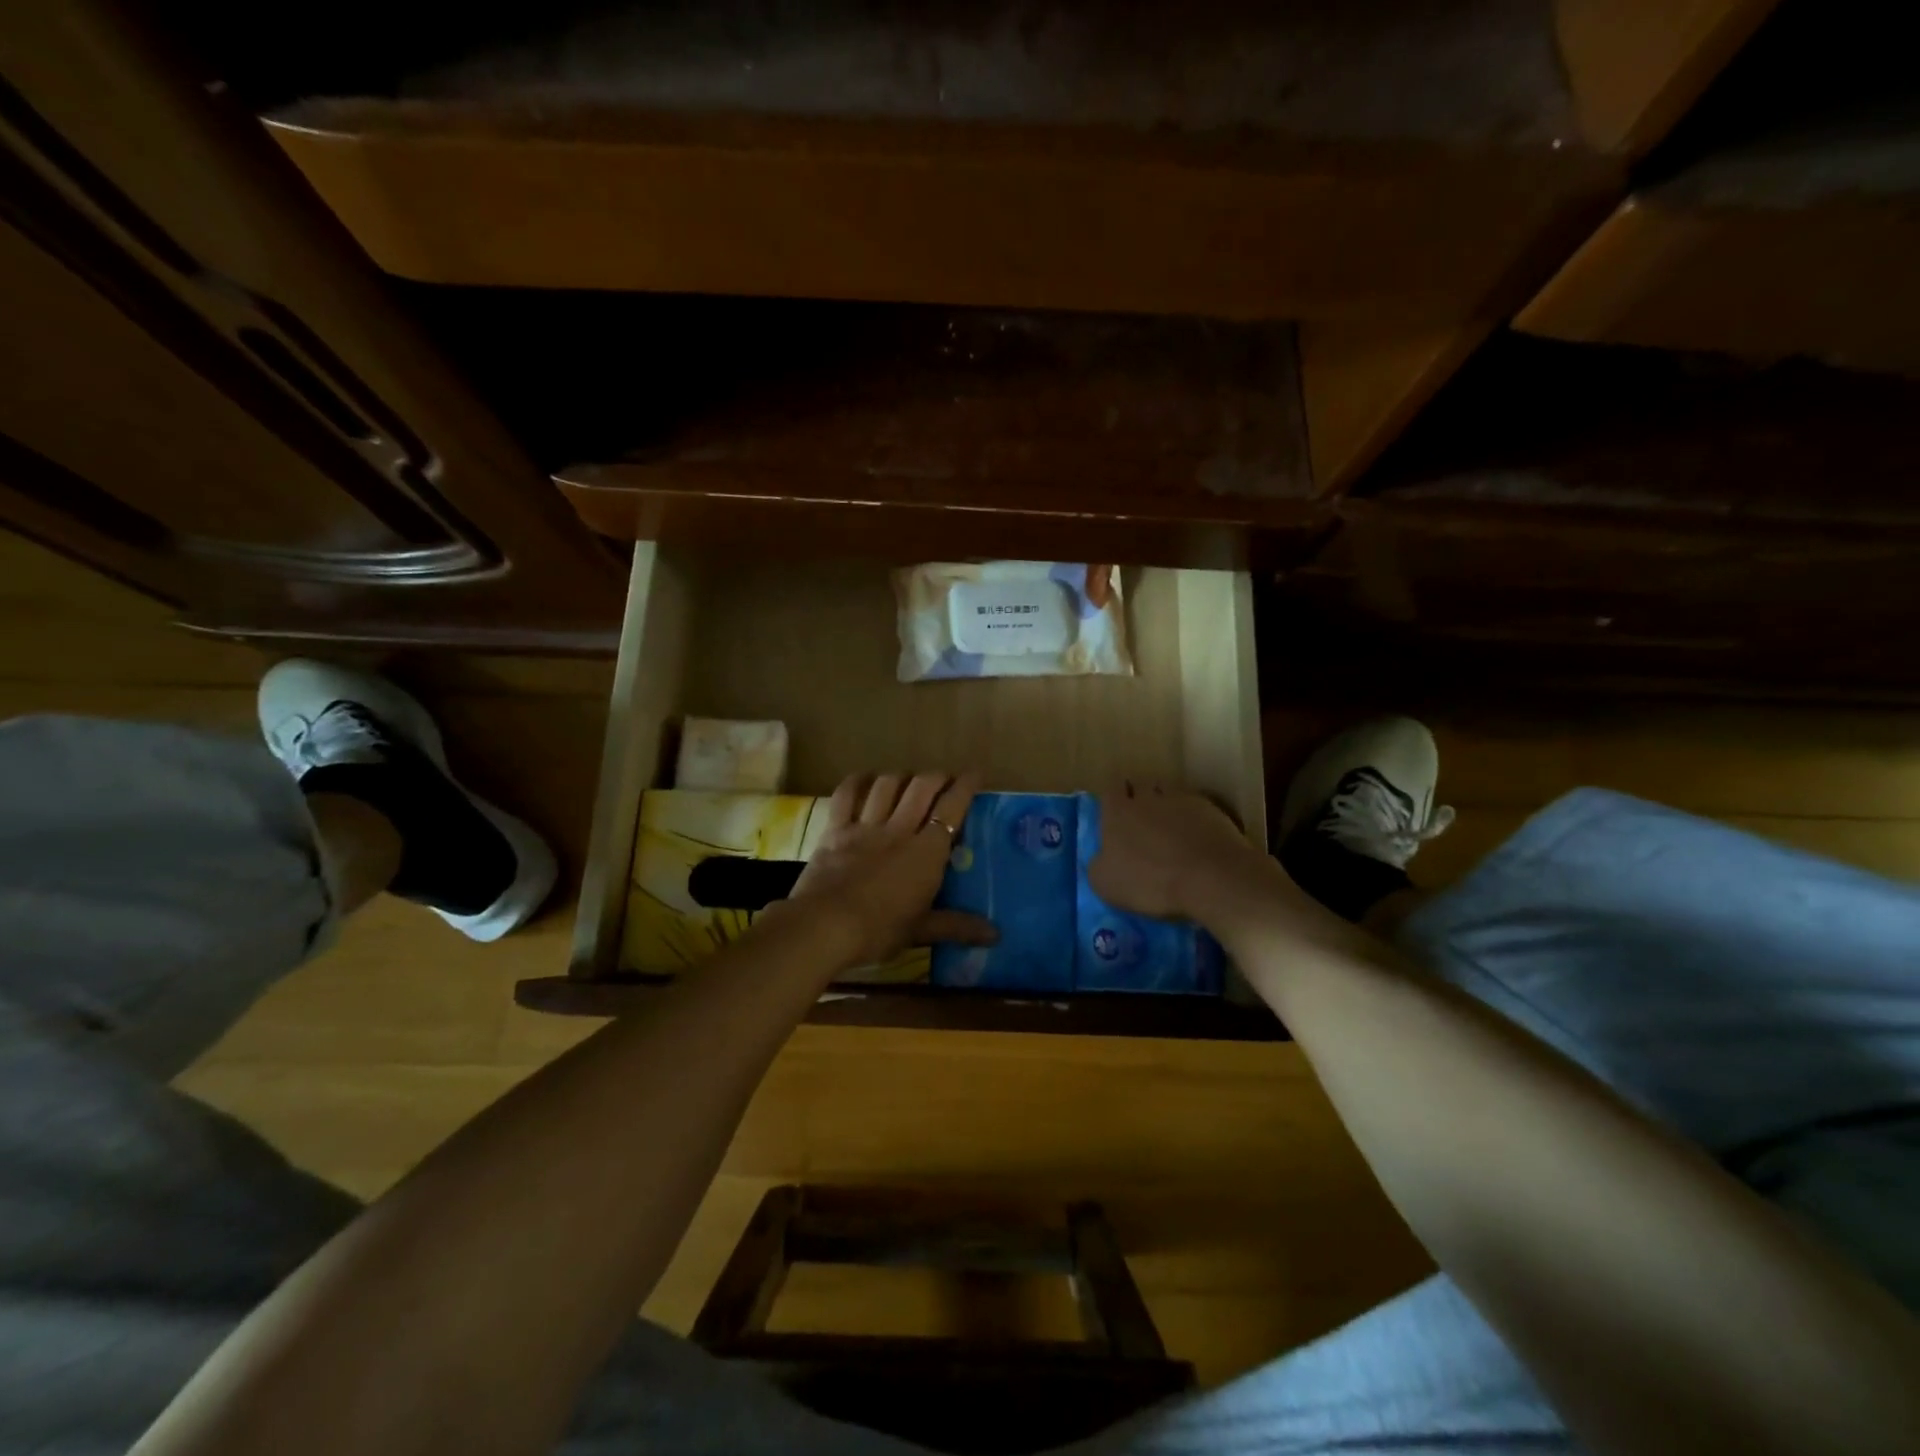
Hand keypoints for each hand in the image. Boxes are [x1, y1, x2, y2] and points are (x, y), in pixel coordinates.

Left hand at [784, 771, 996, 969]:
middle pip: (921, 788)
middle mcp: (899, 830)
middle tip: (943, 779)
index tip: (974, 774)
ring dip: (901, 777)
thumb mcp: (921, 931)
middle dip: (936, 777)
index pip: (951, 809)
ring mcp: (865, 826)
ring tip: (908, 780)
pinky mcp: (836, 829)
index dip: (965, 787)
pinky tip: (864, 778)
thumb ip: (958, 926)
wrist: (825, 926)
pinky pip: (846, 795)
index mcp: (926, 852)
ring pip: (887, 785)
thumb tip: (996, 935)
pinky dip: (857, 781)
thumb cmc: (879, 931)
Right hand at [1087, 784, 1269, 923]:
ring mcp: (1180, 800)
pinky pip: (1194, 806)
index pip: (1109, 790)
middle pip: (1139, 785)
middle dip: (1138, 798)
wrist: (1210, 878)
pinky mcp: (1209, 809)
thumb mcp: (1105, 884)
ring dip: (1165, 805)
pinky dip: (1192, 818)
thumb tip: (1102, 858)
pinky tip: (1195, 837)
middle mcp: (1146, 797)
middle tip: (1140, 821)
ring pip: (1167, 792)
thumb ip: (1098, 864)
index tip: (1115, 815)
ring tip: (1168, 827)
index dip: (1112, 801)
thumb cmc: (1149, 882)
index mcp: (1117, 812)